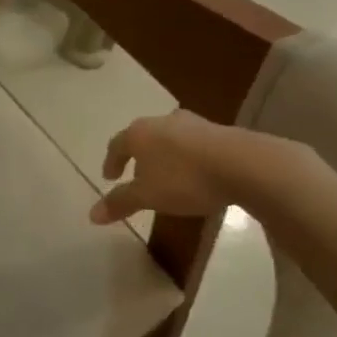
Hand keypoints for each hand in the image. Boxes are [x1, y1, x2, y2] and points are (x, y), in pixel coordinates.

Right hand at [90, 112, 240, 224]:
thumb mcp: (148, 196)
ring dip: (165, 154)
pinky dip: (189, 156)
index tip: (110, 178)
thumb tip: (91, 215)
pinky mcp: (220, 131)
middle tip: (137, 175)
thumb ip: (120, 202)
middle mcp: (162, 122)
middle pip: (143, 137)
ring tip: (168, 174)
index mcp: (139, 133)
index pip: (116, 145)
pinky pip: (195, 143)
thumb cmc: (185, 179)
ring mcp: (193, 123)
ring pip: (170, 138)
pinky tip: (197, 172)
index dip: (111, 162)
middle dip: (138, 156)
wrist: (245, 165)